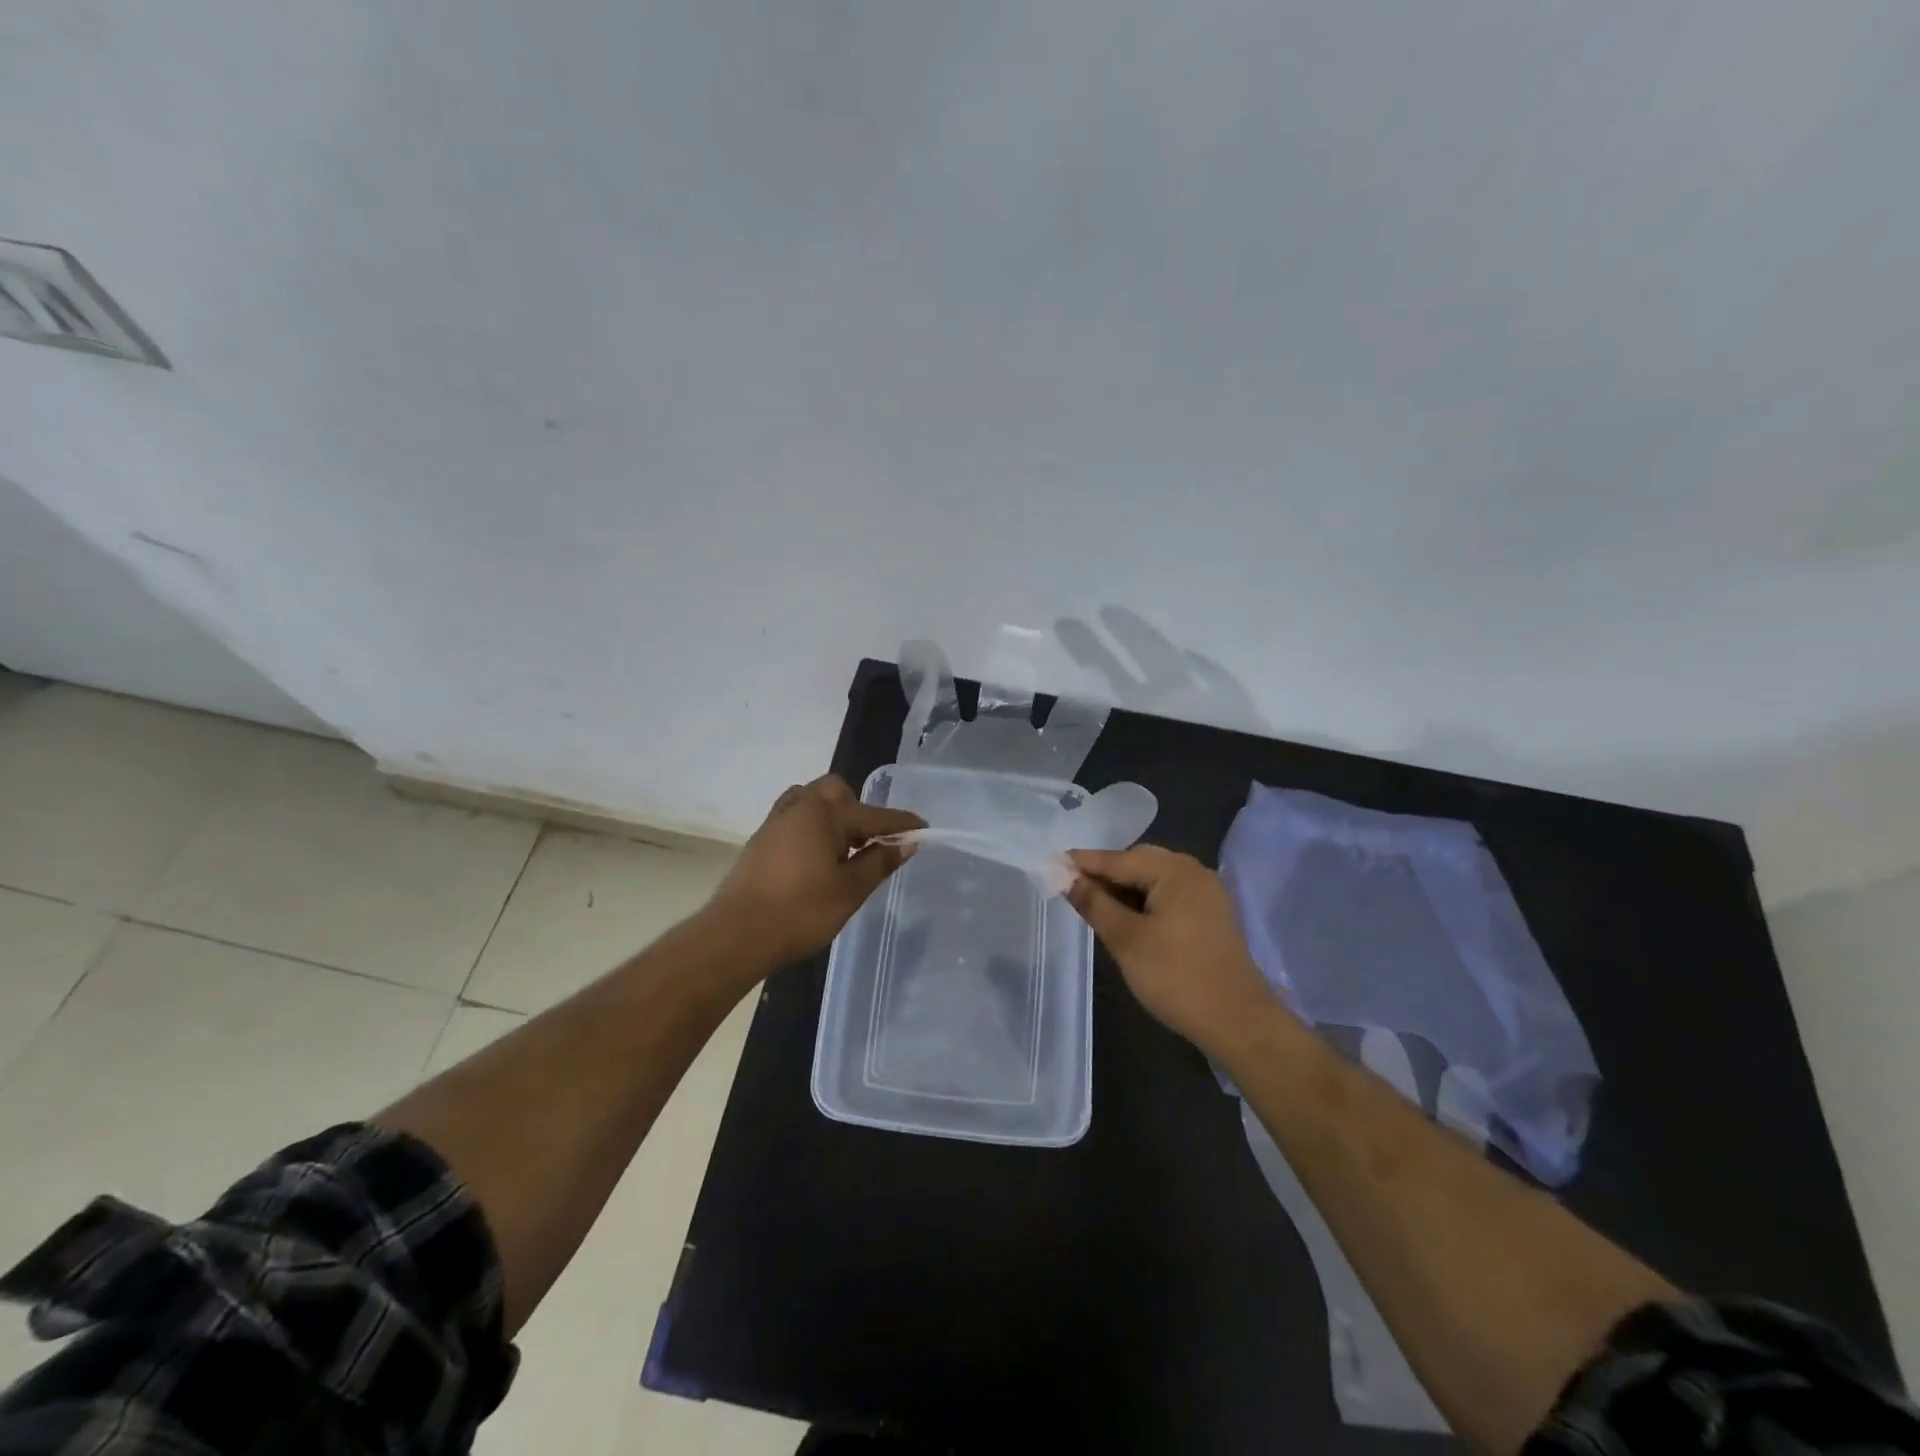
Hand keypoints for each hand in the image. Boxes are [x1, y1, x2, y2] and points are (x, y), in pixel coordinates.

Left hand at [707, 775, 923, 967]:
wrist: (737, 934)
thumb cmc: (801, 912)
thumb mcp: (850, 890)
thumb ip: (879, 862)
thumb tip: (905, 843)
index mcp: (825, 814)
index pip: (875, 815)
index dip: (901, 823)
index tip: (923, 828)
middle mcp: (800, 807)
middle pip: (837, 792)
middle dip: (859, 810)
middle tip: (871, 842)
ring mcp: (776, 821)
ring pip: (811, 799)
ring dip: (832, 813)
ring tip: (842, 847)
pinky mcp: (761, 839)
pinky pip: (794, 816)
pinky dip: (812, 825)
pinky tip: (816, 855)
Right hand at [1065, 846, 1281, 1055]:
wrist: (1238, 1021)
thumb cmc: (1176, 976)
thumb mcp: (1125, 939)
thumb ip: (1093, 903)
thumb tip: (1066, 877)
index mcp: (1174, 870)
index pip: (1117, 859)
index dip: (1082, 863)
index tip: (1050, 864)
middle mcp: (1193, 872)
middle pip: (1137, 863)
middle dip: (1104, 875)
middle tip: (1071, 890)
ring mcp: (1205, 893)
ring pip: (1152, 881)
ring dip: (1123, 890)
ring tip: (1094, 906)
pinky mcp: (1210, 915)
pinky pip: (1167, 896)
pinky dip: (1143, 902)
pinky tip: (1125, 919)